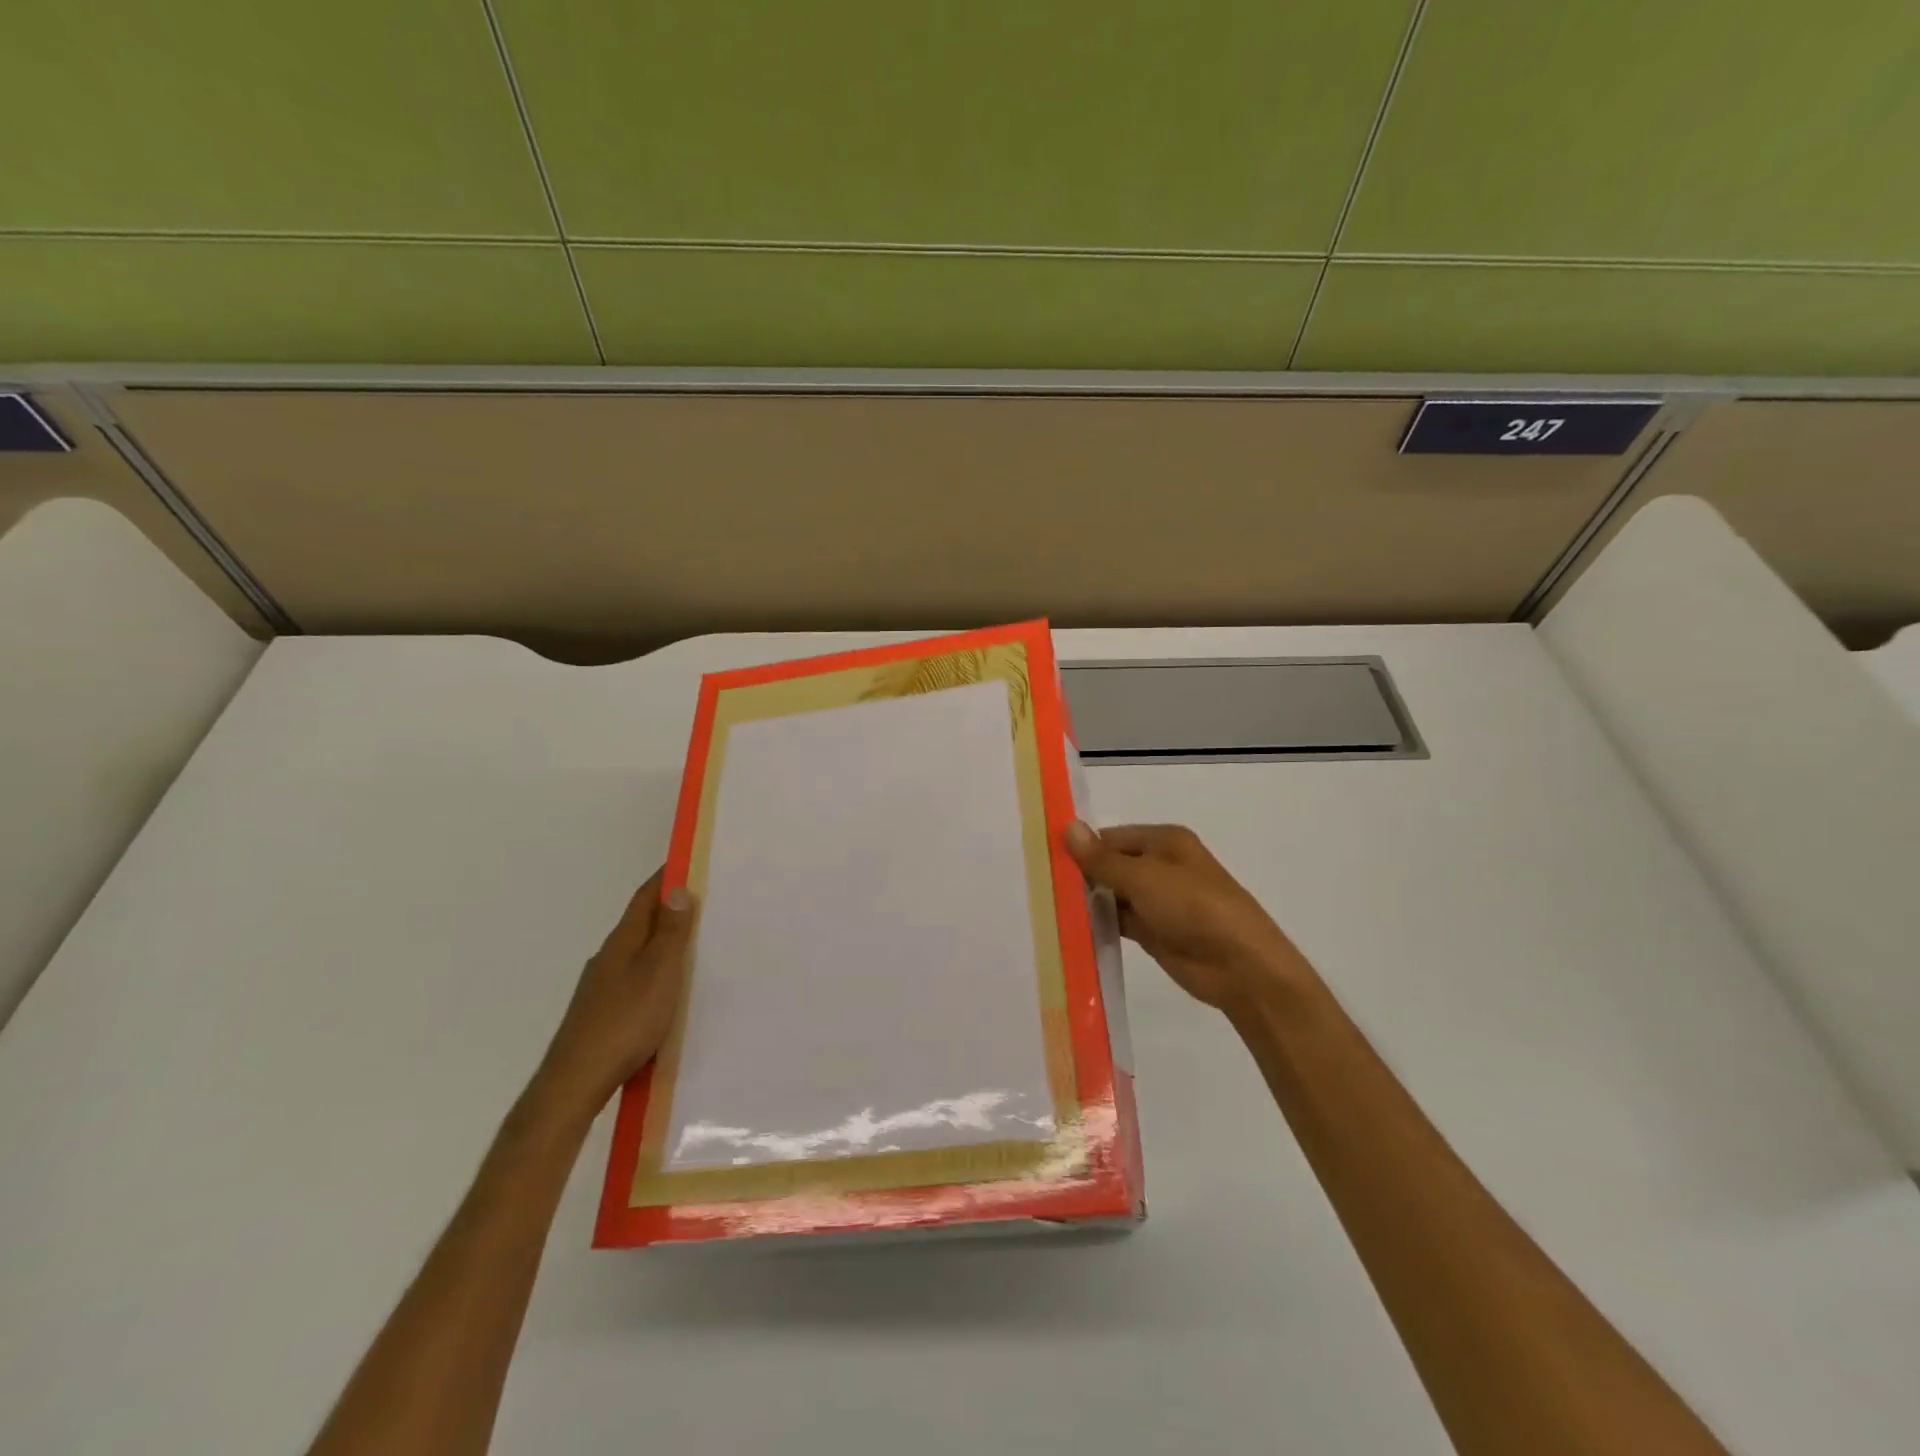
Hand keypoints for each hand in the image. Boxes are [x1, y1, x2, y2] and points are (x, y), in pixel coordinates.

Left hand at [534, 867, 695, 1119]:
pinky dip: (655, 970)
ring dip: (662, 941)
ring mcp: (601, 986)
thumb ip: (670, 933)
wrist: (575, 1083)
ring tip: (695, 943)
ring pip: (637, 952)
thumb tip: (677, 889)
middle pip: (641, 923)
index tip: (690, 860)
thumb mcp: (659, 973)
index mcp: (622, 942)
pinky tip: (668, 988)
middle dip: (669, 908)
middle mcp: (608, 957)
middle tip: (706, 900)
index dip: (666, 877)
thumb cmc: (625, 1022)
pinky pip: (634, 977)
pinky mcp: (601, 1012)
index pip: (645, 898)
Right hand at [1065, 822, 1312, 1010]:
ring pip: (1113, 895)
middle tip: (1036, 884)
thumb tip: (1067, 827)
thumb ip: (1102, 859)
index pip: (1111, 837)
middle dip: (1081, 875)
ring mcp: (1158, 901)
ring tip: (1044, 907)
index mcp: (1164, 841)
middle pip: (1111, 865)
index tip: (1042, 858)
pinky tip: (1069, 928)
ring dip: (1088, 901)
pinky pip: (1119, 921)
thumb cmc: (1194, 907)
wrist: (1240, 966)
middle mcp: (1160, 866)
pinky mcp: (1154, 932)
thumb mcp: (1144, 877)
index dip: (1081, 847)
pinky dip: (1099, 924)